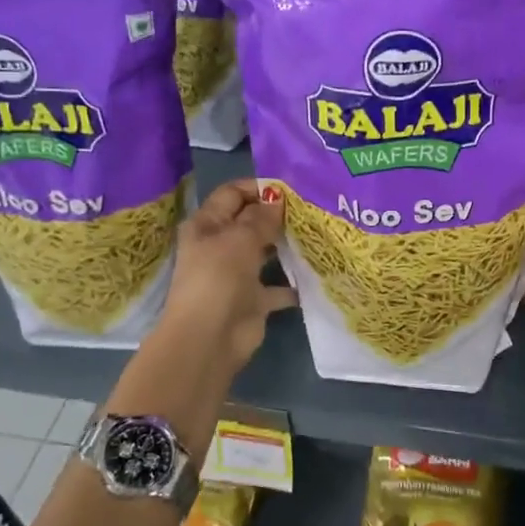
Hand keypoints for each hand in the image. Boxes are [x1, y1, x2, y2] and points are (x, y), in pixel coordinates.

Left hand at [155, 178, 297, 375]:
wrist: (210, 338)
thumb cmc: (219, 278)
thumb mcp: (240, 239)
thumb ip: (261, 217)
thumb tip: (277, 198)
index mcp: (207, 225)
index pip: (232, 194)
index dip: (258, 187)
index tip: (290, 188)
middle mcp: (220, 246)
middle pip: (250, 222)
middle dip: (276, 215)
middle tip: (310, 209)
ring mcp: (236, 274)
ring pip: (264, 252)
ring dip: (286, 246)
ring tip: (317, 234)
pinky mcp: (252, 300)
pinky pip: (277, 287)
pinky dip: (293, 284)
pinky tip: (316, 274)